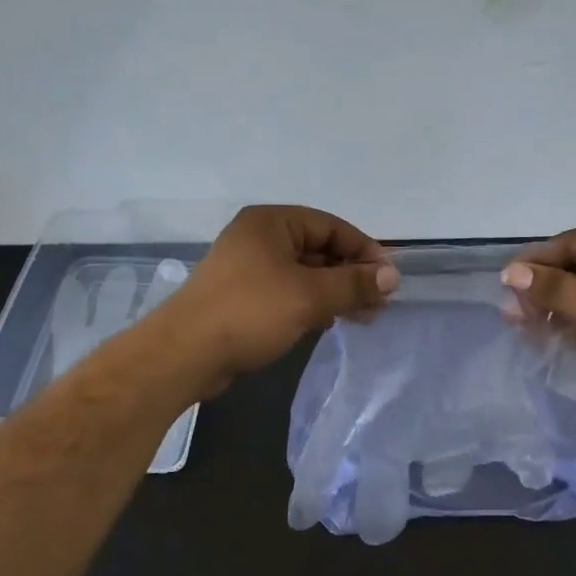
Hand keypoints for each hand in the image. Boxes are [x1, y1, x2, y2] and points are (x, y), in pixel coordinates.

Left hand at [167, 205, 399, 388]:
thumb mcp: (309, 295)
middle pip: (319, 249)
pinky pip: (288, 293)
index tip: (388, 279)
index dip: (364, 250)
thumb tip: (391, 277)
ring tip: (364, 316)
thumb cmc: (250, 311)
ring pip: (304, 274)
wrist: (185, 354)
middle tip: (380, 302)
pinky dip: (312, 304)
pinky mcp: (243, 298)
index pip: (331, 226)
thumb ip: (353, 283)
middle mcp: (259, 238)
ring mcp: (248, 269)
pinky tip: (329, 322)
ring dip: (335, 292)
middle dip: (351, 275)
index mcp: (271, 222)